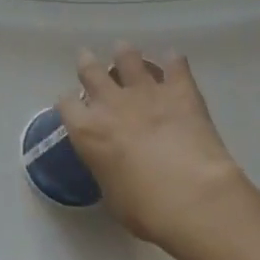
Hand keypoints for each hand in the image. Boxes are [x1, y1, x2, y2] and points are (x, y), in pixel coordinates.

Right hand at [58, 46, 259, 253]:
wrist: (193, 198)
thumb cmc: (145, 209)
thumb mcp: (111, 194)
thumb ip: (107, 170)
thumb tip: (115, 166)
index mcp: (87, 131)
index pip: (66, 104)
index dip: (69, 103)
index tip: (74, 106)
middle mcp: (110, 103)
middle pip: (90, 71)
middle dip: (87, 64)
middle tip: (87, 59)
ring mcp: (146, 92)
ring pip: (128, 58)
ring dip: (125, 54)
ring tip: (125, 51)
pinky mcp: (180, 90)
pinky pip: (176, 65)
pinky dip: (174, 61)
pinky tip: (174, 59)